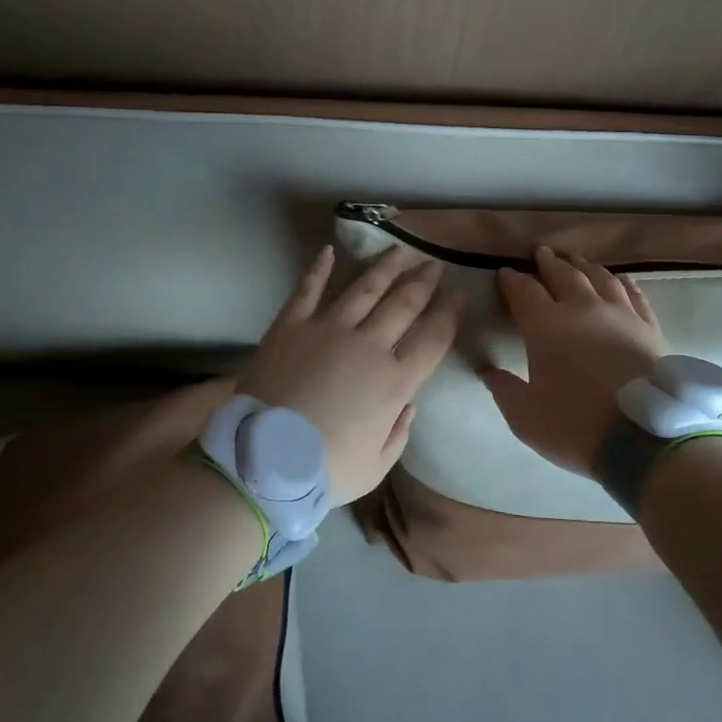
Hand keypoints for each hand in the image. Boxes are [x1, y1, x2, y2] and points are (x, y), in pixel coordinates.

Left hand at [239, 245, 457, 503]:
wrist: (262, 459)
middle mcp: (368, 346)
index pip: (433, 339)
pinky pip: (308, 289)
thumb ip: (398, 434)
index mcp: (394, 382)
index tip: (460, 296)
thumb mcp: (375, 467)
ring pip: (365, 289)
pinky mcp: (291, 325)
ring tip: (400, 251)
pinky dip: (319, 268)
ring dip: (385, 268)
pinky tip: (329, 251)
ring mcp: (328, 330)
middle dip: (423, 283)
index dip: (450, 315)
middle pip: (404, 305)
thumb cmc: (324, 470)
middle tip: (435, 266)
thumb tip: (409, 406)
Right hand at [481, 245, 667, 475]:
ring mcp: (620, 313)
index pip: (523, 291)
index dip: (511, 279)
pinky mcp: (648, 325)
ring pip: (599, 277)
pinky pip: (633, 293)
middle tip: (541, 253)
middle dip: (548, 262)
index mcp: (546, 326)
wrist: (645, 439)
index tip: (504, 273)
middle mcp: (582, 308)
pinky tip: (619, 279)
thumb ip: (504, 390)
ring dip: (583, 265)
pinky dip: (622, 281)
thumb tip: (489, 371)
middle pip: (563, 274)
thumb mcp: (526, 417)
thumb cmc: (576, 426)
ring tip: (575, 261)